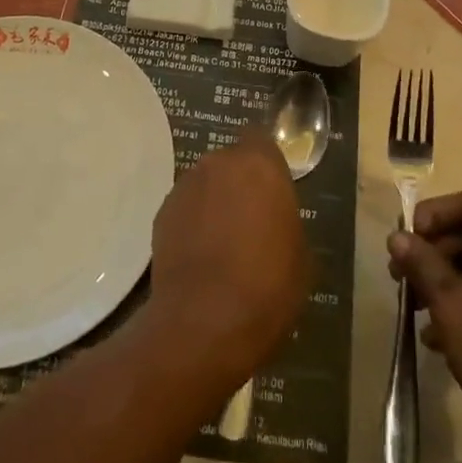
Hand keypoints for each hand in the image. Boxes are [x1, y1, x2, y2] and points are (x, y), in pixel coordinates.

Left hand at [148, 129, 307, 387]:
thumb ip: (285, 220)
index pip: (262, 140)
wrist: (204, 322)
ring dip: (214, 202)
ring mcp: (185, 186)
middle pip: (231, 162)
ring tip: (223, 243)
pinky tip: (200, 256)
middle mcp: (218, 163)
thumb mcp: (300, 254)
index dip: (267, 164)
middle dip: (240, 184)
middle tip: (251, 219)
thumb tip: (274, 221)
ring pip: (206, 184)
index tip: (274, 190)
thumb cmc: (267, 285)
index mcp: (259, 164)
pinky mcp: (161, 213)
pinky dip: (193, 223)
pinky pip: (185, 209)